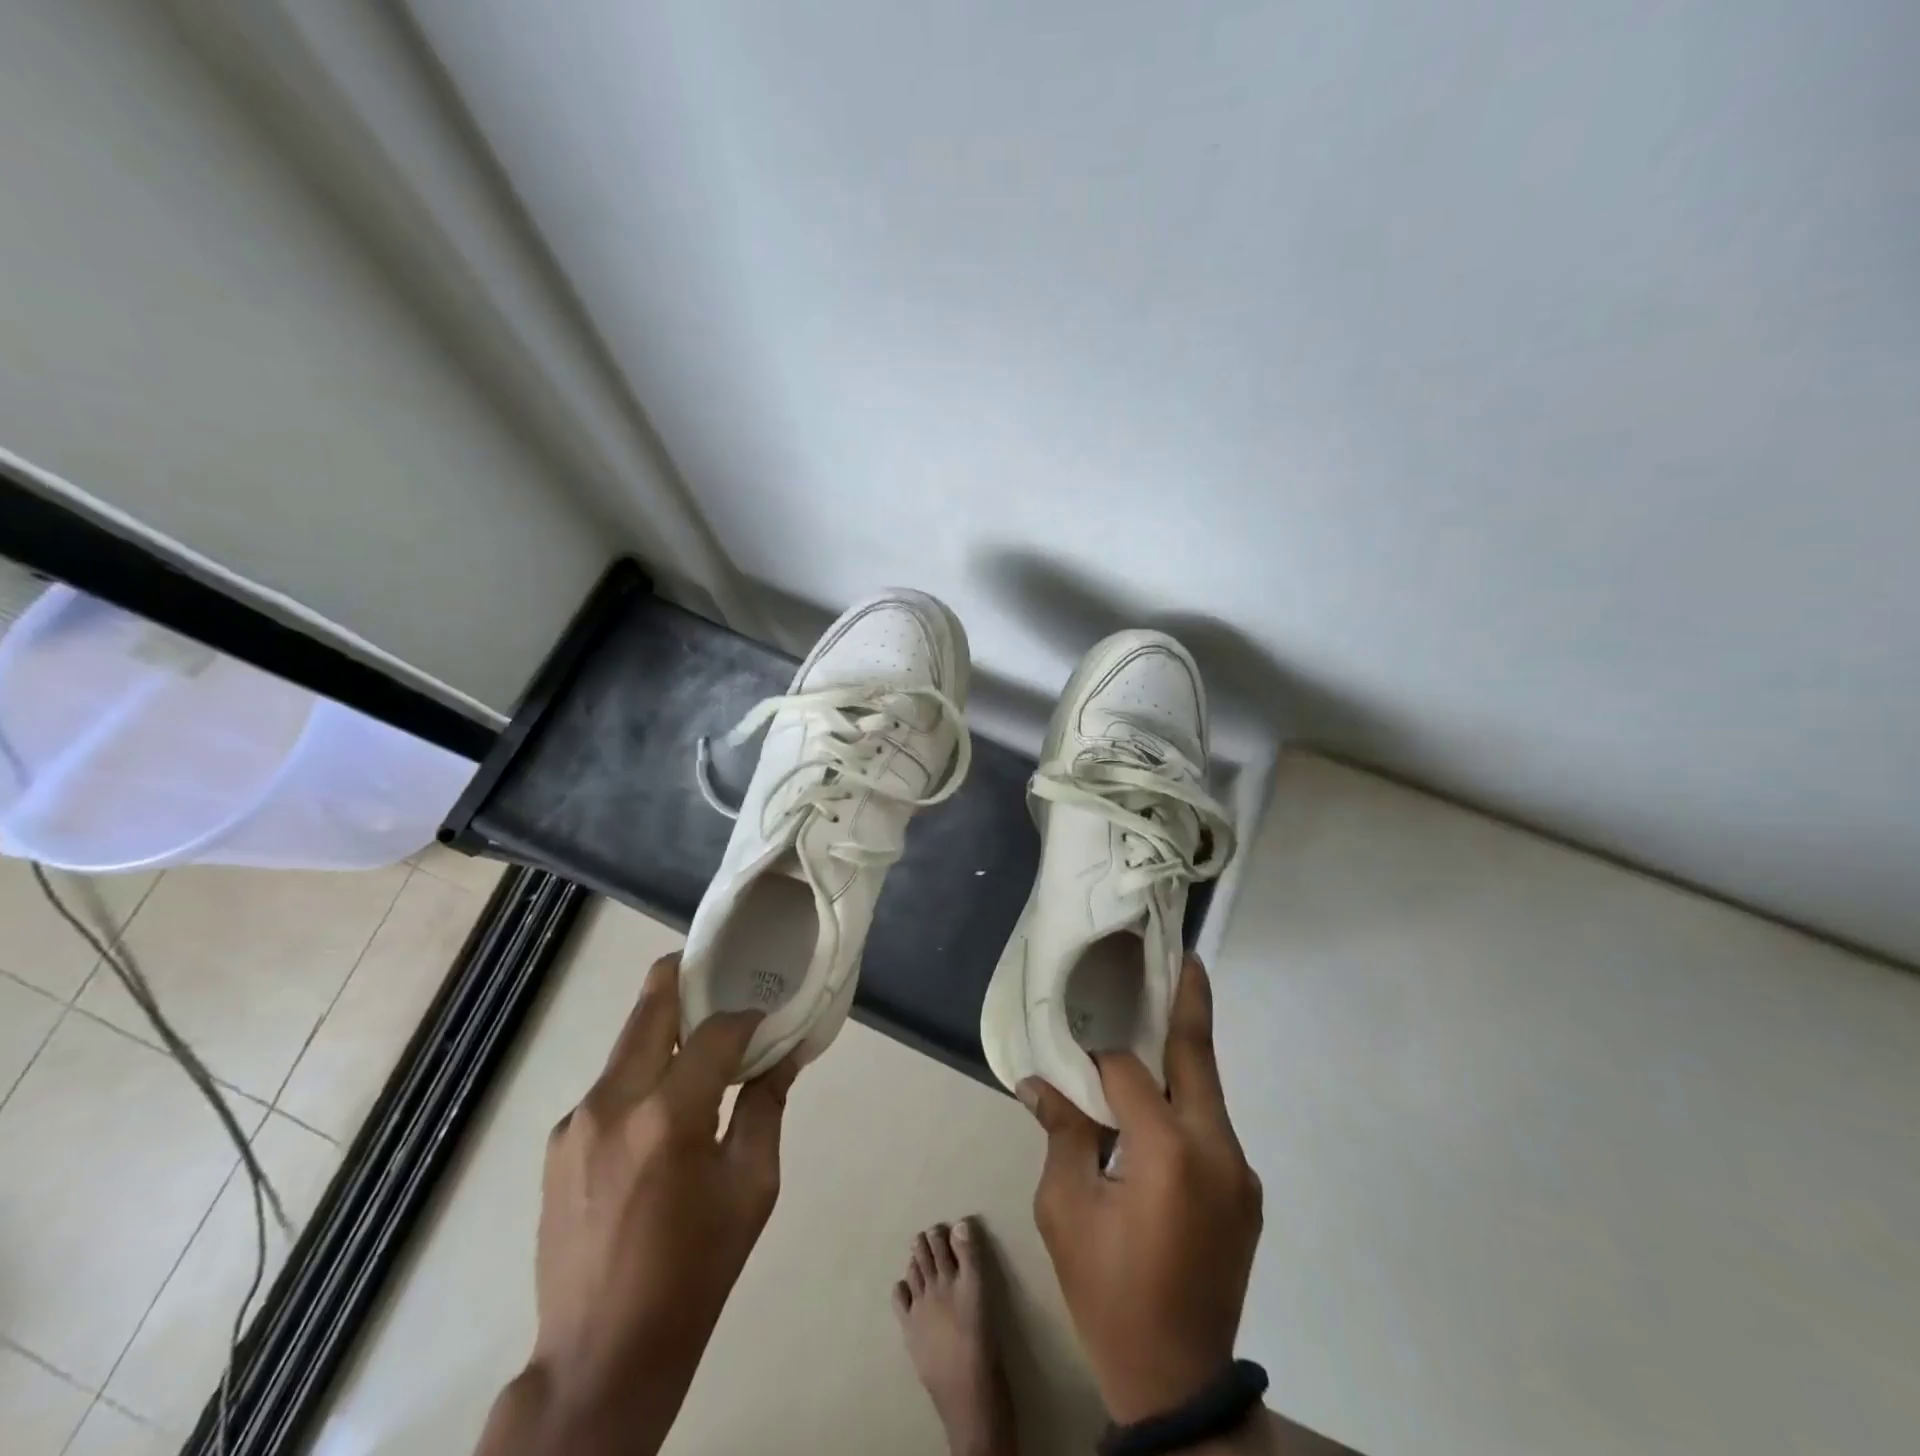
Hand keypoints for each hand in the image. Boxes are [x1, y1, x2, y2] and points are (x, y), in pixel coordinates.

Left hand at [476, 952, 796, 1455]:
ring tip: (703, 1050)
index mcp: (667, 1116)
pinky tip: (664, 1112)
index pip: (715, 1029)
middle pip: (653, 1002)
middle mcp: (612, 1102)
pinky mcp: (558, 1141)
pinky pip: (611, 1083)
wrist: (600, 1356)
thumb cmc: (695, 1271)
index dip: (746, 1014)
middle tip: (727, 979)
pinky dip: (644, 1073)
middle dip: (691, 978)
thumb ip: (766, 1106)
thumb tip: (786, 1052)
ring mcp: (576, 1120)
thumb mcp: (751, 1187)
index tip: (767, 1017)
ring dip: (668, 1029)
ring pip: (629, 1039)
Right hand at [1020, 954, 1262, 1426]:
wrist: (1178, 1381)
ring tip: (1155, 1020)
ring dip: (1181, 1057)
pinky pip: (1211, 1126)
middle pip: (1198, 1057)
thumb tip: (1037, 1083)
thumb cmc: (1108, 1291)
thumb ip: (1061, 1133)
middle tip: (1182, 955)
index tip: (1072, 1043)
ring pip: (1206, 1092)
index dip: (1096, 1055)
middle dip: (1190, 1001)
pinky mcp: (1247, 1191)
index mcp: (1168, 1152)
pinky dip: (1185, 1102)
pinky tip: (1159, 1103)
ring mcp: (1240, 1172)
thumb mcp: (1065, 1210)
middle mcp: (1217, 1150)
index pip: (1126, 1072)